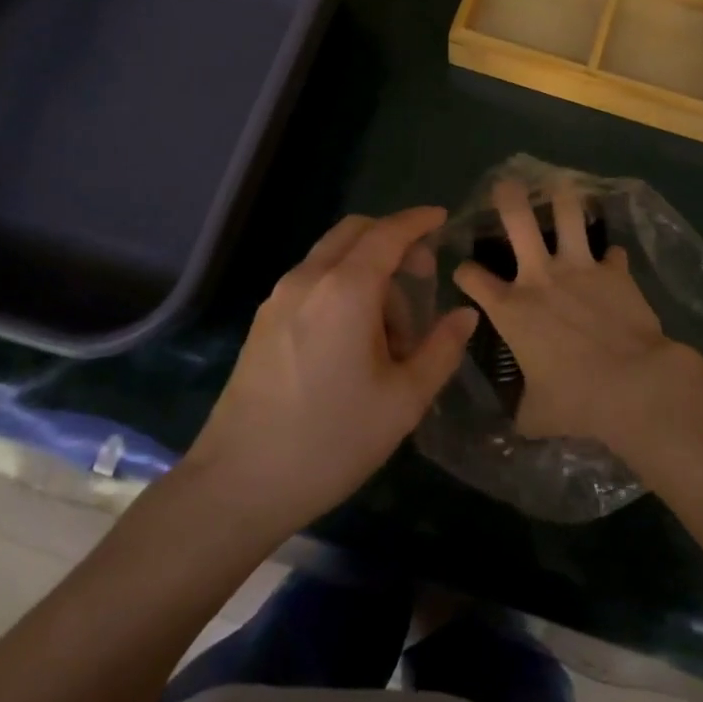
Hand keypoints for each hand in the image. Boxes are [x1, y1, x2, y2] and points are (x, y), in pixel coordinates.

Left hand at [182, 208, 477, 536]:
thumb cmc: (332, 441)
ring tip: (392, 333)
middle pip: (355, 232)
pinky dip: (342, 287)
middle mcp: (308, 280)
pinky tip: (354, 340)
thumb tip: (464, 315)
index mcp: (346, 290)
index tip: (442, 218)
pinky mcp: (263, 322)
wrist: (238, 484)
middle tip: (423, 275)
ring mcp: (278, 299)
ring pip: (332, 257)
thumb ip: (441, 349)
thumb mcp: (404, 400)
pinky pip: (312, 282)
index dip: (418, 221)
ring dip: (368, 271)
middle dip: (393, 240)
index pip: (388, 234)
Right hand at [453, 179, 698, 442]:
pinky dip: (611, 256)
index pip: (473, 279)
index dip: (463, 272)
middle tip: (506, 184)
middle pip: (517, 221)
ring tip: (562, 185)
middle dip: (508, 197)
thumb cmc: (575, 400)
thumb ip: (522, 409)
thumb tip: (518, 421)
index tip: (463, 271)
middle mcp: (540, 277)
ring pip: (568, 215)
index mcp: (512, 309)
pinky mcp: (615, 271)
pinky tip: (612, 257)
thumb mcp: (535, 415)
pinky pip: (612, 253)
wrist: (633, 384)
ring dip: (564, 198)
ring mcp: (579, 268)